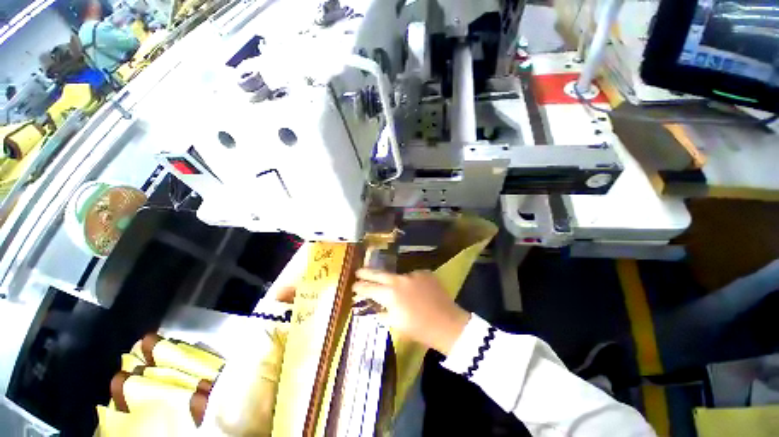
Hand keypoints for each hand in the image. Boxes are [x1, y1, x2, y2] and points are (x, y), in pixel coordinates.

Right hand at [353, 269, 469, 355]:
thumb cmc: (419, 328)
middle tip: (358, 271)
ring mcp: (413, 274)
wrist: (447, 323)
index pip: (369, 288)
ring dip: (394, 282)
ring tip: (401, 294)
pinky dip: (411, 283)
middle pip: (379, 273)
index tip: (354, 286)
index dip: (359, 287)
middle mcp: (399, 280)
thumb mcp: (396, 323)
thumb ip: (382, 311)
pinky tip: (417, 292)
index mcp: (390, 294)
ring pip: (398, 276)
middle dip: (366, 272)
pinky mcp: (424, 273)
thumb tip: (374, 304)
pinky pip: (412, 277)